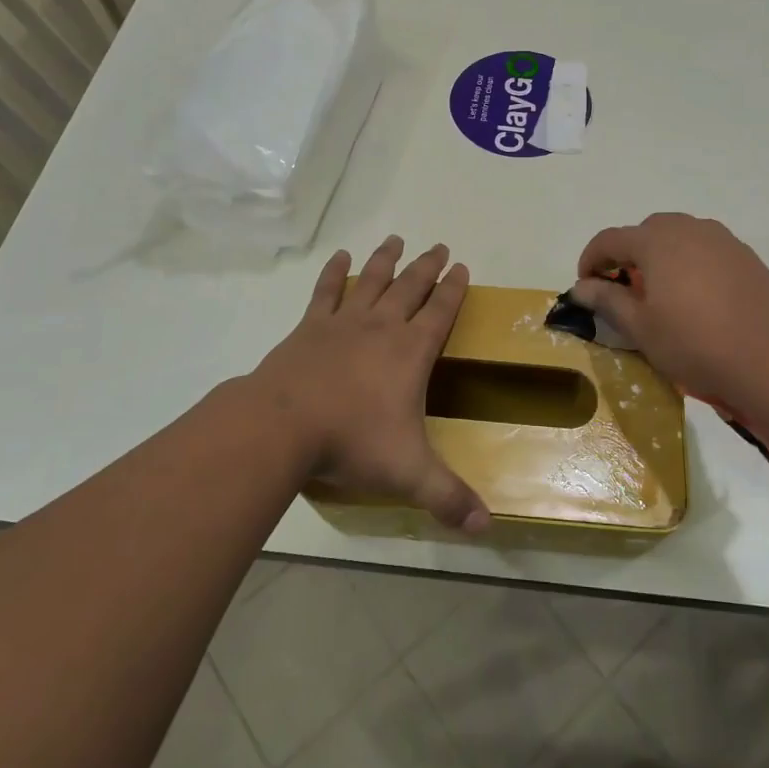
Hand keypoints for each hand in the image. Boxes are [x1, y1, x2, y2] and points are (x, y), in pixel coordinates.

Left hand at [245, 236, 489, 531]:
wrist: (282, 426)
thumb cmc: (351, 443)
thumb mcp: (407, 474)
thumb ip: (448, 498)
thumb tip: (486, 528)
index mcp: (409, 353)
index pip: (440, 313)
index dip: (454, 290)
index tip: (462, 267)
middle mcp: (381, 328)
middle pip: (410, 288)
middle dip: (427, 267)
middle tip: (439, 246)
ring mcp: (342, 323)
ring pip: (371, 281)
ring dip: (386, 260)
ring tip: (396, 239)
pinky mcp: (309, 328)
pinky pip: (326, 292)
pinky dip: (334, 273)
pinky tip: (339, 256)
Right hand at [572, 213, 768, 412]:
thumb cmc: (695, 343)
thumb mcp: (641, 328)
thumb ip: (607, 300)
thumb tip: (581, 286)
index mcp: (656, 241)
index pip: (610, 239)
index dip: (591, 260)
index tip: (585, 286)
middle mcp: (689, 229)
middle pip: (646, 231)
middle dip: (628, 255)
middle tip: (624, 289)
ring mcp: (723, 240)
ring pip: (680, 237)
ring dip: (661, 257)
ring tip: (662, 293)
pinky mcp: (747, 257)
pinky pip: (707, 250)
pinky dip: (691, 264)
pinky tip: (698, 299)